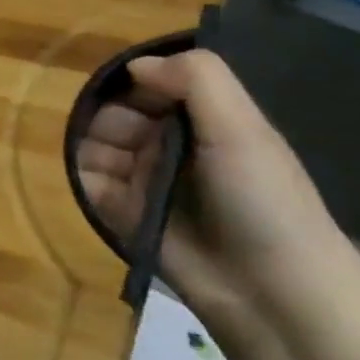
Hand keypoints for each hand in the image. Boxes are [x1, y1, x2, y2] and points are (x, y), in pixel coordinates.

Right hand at [75, 50, 358, 344]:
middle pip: (116, 112)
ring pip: (95, 145)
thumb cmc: (263, 201)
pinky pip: (89, 183)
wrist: (274, 293)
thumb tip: (135, 65)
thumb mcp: (241, 128)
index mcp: (202, 119)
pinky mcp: (125, 214)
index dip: (135, 83)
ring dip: (93, 149)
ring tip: (114, 172)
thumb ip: (195, 79)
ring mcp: (146, 180)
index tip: (134, 94)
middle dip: (110, 120)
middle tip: (129, 145)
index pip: (150, 83)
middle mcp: (170, 145)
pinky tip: (103, 189)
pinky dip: (85, 180)